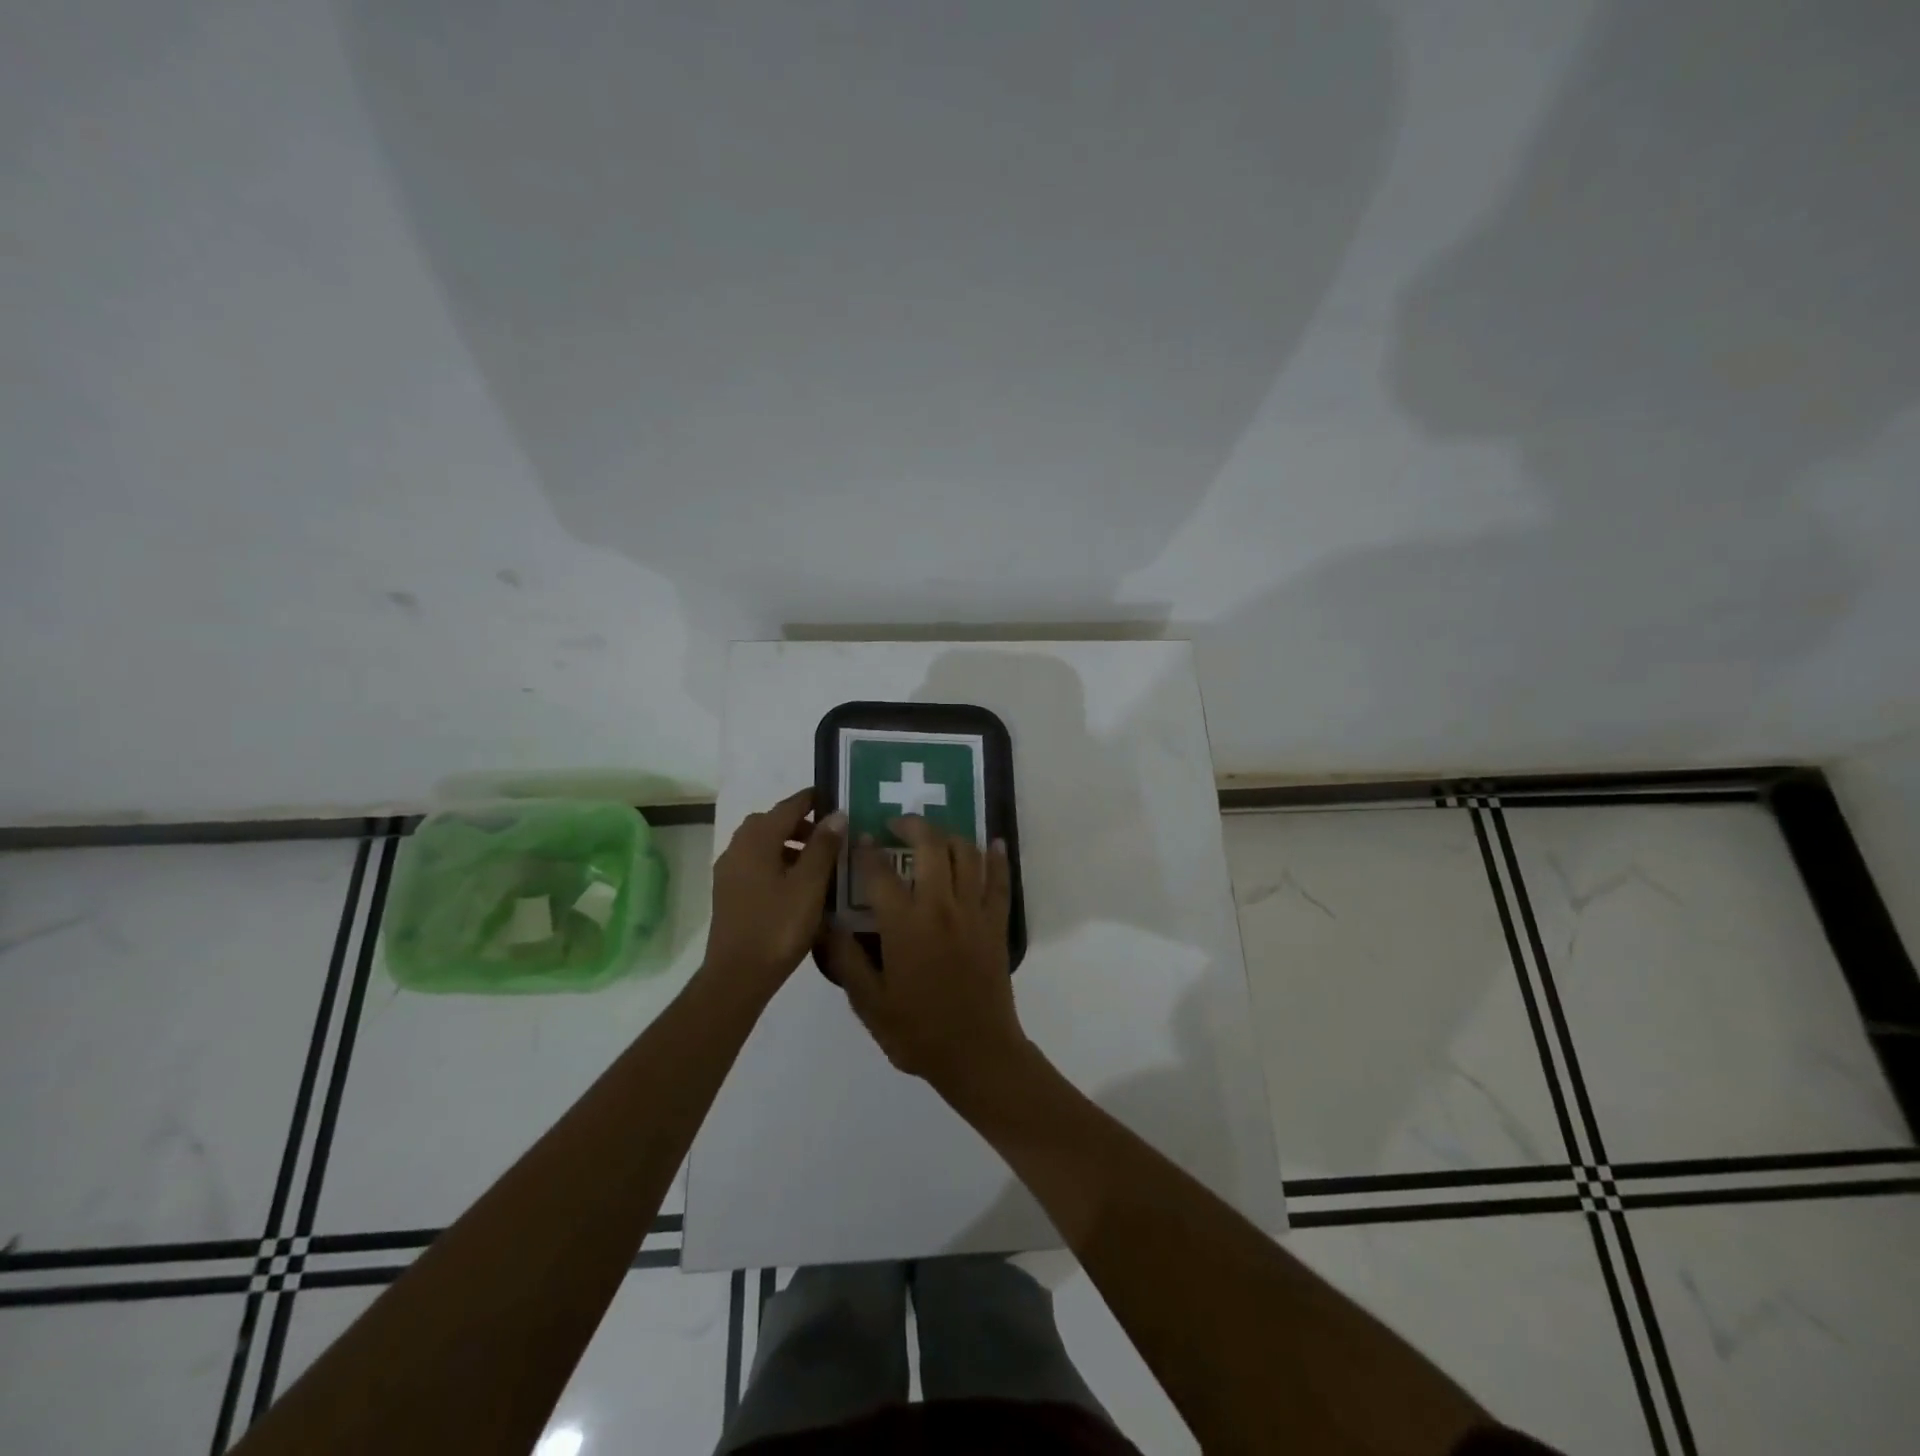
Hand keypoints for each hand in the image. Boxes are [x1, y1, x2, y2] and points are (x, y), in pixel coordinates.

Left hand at [704, 789, 844, 993]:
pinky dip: (776, 861)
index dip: (810, 800)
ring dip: (788, 843)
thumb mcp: (810, 884)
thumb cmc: (778, 926)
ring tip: (817, 861)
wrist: (738, 975)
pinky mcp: (728, 893)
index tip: (832, 797)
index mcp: (756, 841)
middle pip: (770, 823)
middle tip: (828, 834)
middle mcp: (737, 849)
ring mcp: (729, 872)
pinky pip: (755, 864)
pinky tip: (796, 883)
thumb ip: (824, 846)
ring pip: (761, 844)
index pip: (787, 807)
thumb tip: (836, 814)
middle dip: (799, 823)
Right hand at [826, 816, 1029, 1096]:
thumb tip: (825, 922)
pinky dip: (998, 858)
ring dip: (949, 835)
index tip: (858, 838)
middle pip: (930, 846)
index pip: (880, 873)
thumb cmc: (918, 1032)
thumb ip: (846, 959)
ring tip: (934, 834)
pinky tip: (994, 842)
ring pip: (966, 854)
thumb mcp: (869, 1003)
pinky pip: (1000, 881)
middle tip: (896, 824)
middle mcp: (941, 907)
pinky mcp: (997, 923)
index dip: (866, 852)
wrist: (977, 1054)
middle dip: (912, 826)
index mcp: (905, 925)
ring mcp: (974, 912)